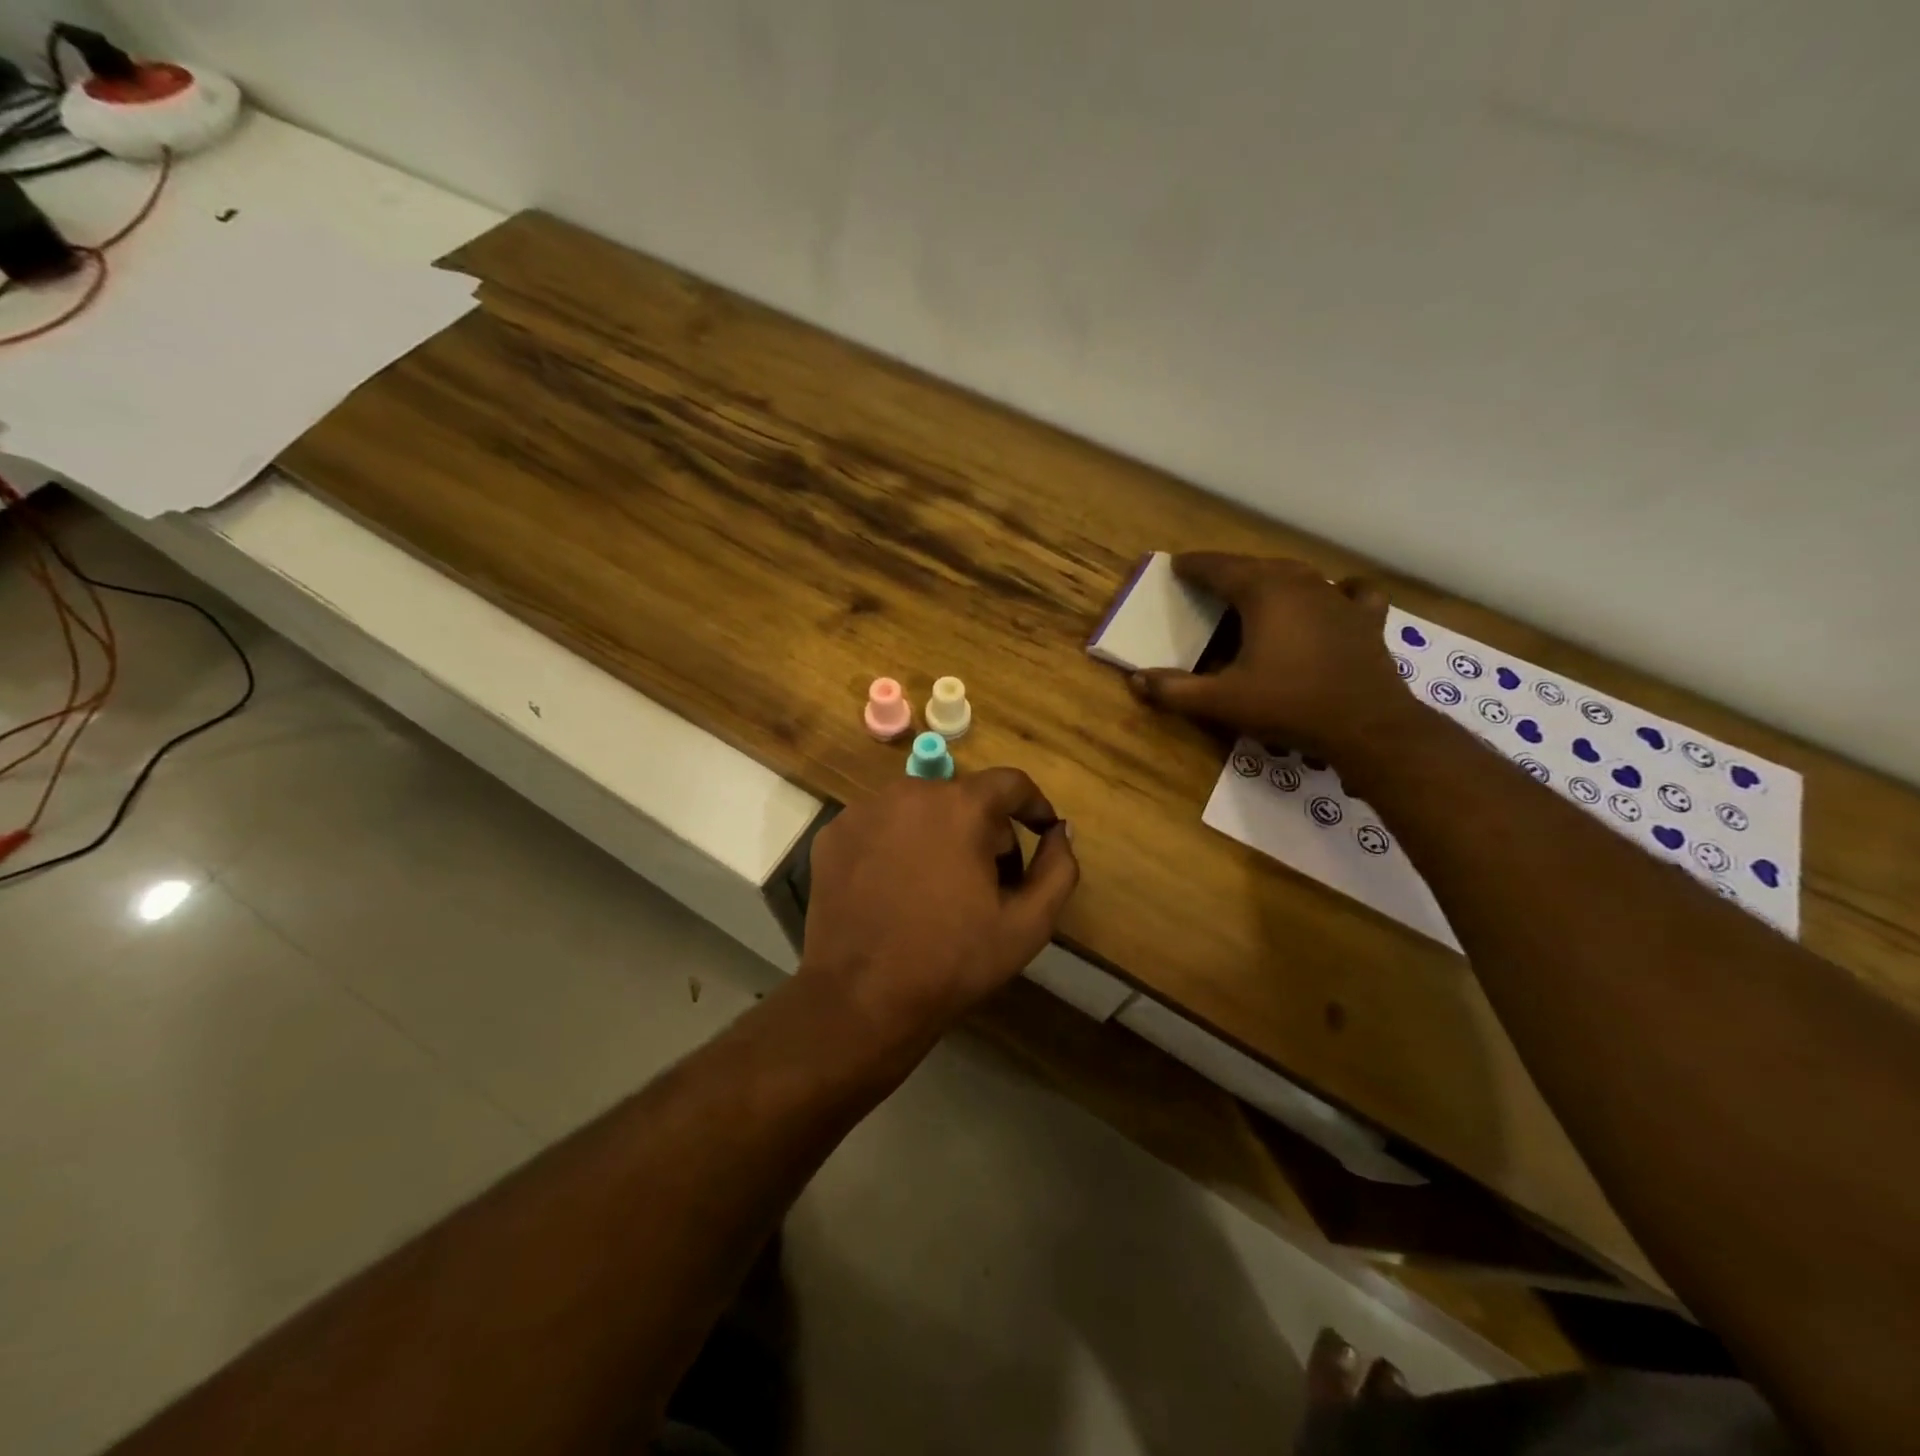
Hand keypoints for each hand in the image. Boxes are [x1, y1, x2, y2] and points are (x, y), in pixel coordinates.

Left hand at [799, 769, 1079, 1055]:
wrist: (861, 999)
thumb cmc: (952, 961)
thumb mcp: (1028, 924)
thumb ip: (1058, 868)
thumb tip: (1060, 831)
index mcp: (960, 806)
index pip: (1011, 783)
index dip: (1033, 806)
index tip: (1042, 833)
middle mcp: (909, 793)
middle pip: (964, 798)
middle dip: (986, 831)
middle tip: (990, 882)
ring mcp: (863, 811)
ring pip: (920, 810)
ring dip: (940, 836)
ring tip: (940, 889)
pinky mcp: (833, 835)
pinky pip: (881, 827)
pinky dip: (897, 846)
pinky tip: (897, 890)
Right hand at [1129, 553, 1410, 760]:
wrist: (1366, 726)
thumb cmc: (1289, 706)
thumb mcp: (1222, 702)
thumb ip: (1175, 690)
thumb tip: (1136, 680)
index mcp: (1263, 593)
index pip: (1219, 568)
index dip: (1195, 566)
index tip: (1177, 565)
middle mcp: (1301, 583)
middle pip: (1257, 566)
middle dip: (1229, 571)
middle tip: (1208, 582)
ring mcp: (1338, 598)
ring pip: (1298, 575)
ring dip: (1272, 579)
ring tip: (1255, 591)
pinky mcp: (1366, 618)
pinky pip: (1349, 593)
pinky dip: (1334, 591)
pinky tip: (1332, 598)